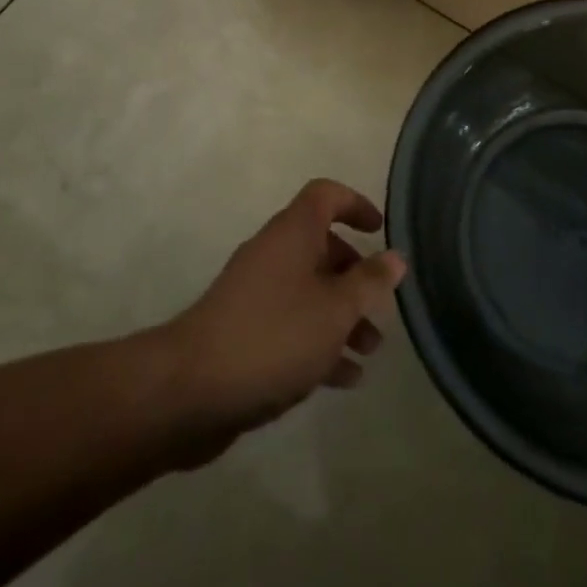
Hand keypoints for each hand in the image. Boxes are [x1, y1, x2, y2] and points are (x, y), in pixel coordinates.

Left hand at [161, 179, 404, 459]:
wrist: (191, 390)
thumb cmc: (274, 336)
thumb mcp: (335, 309)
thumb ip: (368, 282)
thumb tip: (395, 256)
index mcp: (293, 233)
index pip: (326, 195)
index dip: (355, 204)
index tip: (380, 231)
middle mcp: (274, 254)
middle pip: (322, 248)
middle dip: (356, 275)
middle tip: (381, 308)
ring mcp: (256, 295)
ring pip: (310, 292)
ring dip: (343, 316)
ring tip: (370, 350)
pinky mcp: (245, 334)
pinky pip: (292, 327)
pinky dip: (320, 344)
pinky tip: (344, 379)